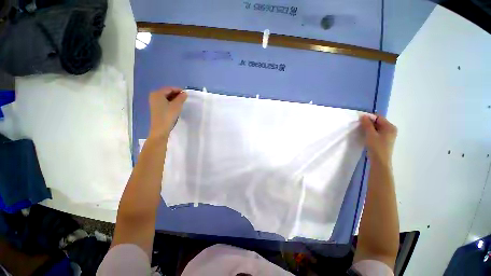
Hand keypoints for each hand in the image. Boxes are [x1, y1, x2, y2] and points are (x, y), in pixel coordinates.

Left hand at [148, 87, 186, 139]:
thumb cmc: (168, 115)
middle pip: (167, 92)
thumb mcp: (177, 106)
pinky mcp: (156, 108)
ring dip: (174, 98)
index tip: (186, 93)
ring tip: (182, 102)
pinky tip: (176, 106)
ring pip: (166, 97)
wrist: (160, 129)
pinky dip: (171, 102)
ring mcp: (154, 103)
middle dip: (176, 94)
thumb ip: (181, 98)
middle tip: (185, 98)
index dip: (178, 90)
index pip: (169, 88)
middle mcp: (154, 96)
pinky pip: (164, 102)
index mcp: (158, 93)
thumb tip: (184, 93)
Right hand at [360, 115, 396, 165]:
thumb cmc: (376, 147)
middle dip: (369, 122)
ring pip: (377, 127)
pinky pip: (377, 132)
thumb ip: (367, 124)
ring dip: (369, 127)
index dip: (369, 117)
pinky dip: (371, 132)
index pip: (379, 117)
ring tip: (361, 129)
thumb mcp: (370, 134)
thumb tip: (363, 116)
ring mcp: (388, 135)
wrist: (380, 161)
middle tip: (359, 124)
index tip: (359, 119)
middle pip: (378, 122)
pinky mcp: (384, 140)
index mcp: (390, 127)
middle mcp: (391, 129)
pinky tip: (366, 135)